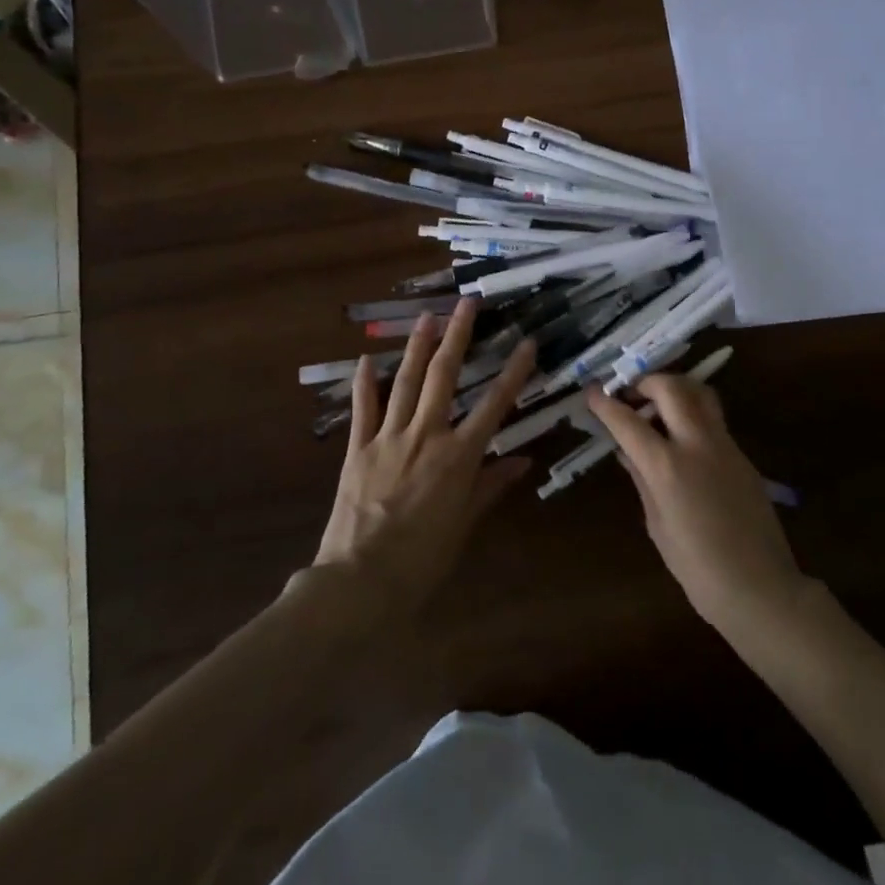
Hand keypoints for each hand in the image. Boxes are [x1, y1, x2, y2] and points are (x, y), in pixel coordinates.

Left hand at [314, 299, 536, 610]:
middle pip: (444, 376)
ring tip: (427, 316)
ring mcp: (388, 437)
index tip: (526, 343)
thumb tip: (523, 461)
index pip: (494, 405)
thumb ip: (491, 485)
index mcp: (458, 456)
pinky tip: (365, 358)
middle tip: (467, 303)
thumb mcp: (465, 522)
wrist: (360, 580)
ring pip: (405, 381)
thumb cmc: (423, 558)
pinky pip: (363, 408)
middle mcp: (426, 435)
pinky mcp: (358, 448)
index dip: (513, 372)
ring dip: (417, 346)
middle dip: (458, 336)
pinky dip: (364, 382)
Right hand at [585, 374, 806, 635]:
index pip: (628, 422)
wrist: (759, 586)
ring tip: (657, 405)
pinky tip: (681, 436)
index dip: (606, 404)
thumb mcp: (657, 524)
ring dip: (675, 388)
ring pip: (700, 393)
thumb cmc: (697, 567)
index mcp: (667, 466)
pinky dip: (692, 412)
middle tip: (630, 394)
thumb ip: (642, 481)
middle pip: (671, 388)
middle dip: (645, 382)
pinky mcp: (742, 455)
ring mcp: (725, 445)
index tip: (592, 391)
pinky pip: (714, 418)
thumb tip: (627, 453)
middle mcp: (697, 444)